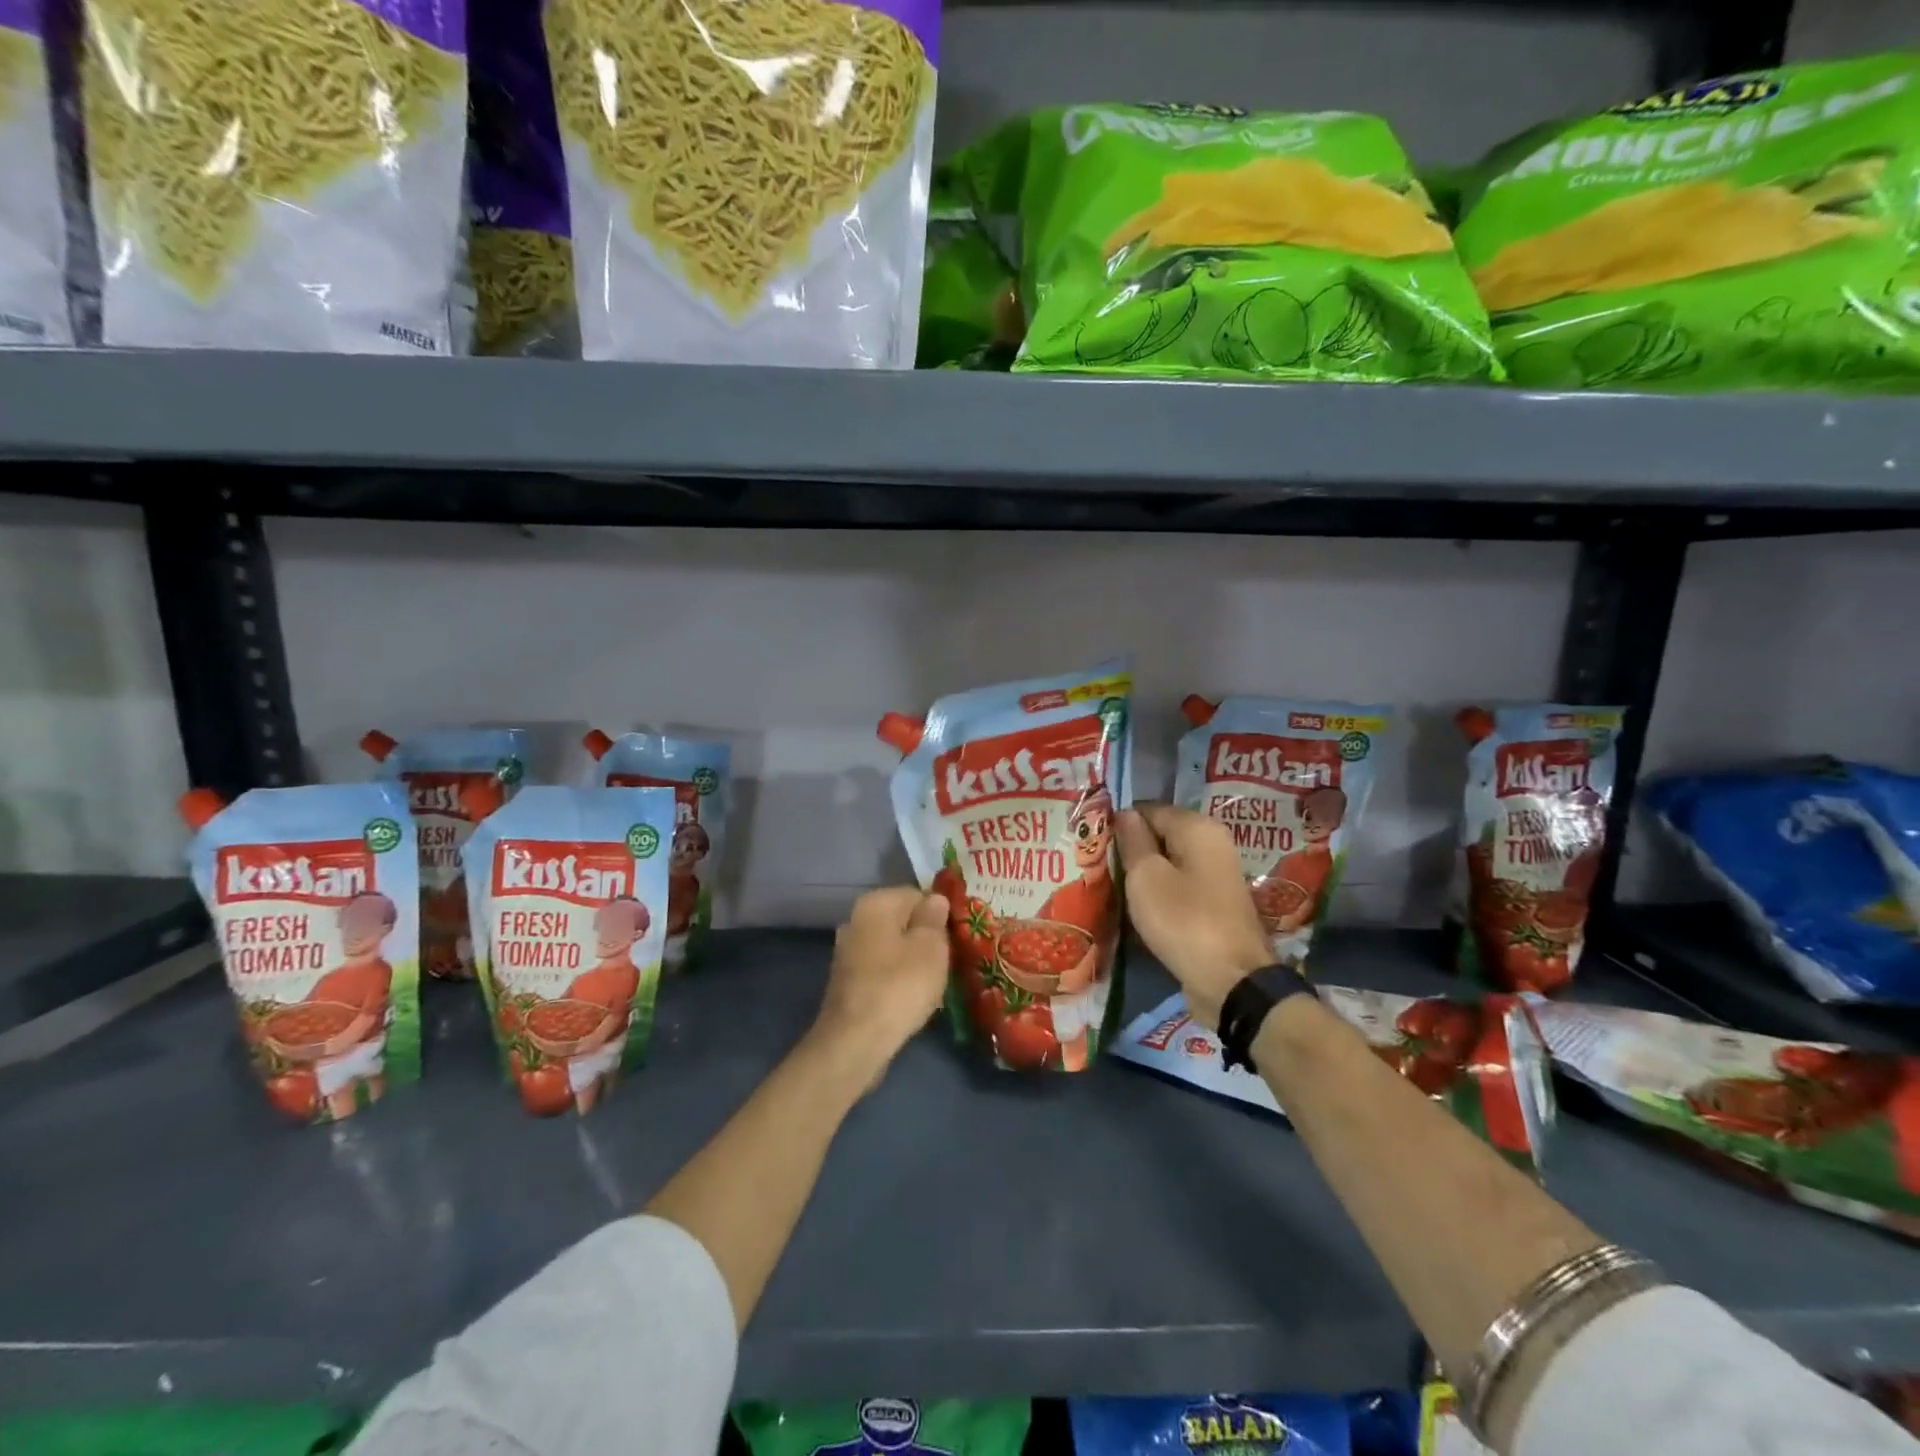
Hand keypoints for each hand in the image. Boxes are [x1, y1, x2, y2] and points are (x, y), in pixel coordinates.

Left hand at [811, 886, 950, 1087]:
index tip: (957, 937)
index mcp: (875, 903)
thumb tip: (936, 899)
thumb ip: (934, 918)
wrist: (855, 1042)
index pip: (917, 894)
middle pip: (903, 921)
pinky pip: (882, 971)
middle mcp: (856, 920)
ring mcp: (848, 952)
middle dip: (926, 938)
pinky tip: (912, 999)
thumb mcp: (931, 947)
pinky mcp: (848, 982)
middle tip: (950, 960)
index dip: (941, 914)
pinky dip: (898, 980)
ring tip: (935, 982)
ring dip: (913, 961)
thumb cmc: (900, 986)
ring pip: (893, 947)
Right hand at [1116, 804, 1272, 1030]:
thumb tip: (1125, 814)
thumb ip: (1133, 841)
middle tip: (1097, 867)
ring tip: (1112, 887)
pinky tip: (1137, 907)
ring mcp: (1216, 876)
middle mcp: (1212, 844)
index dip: (1119, 824)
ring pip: (1168, 864)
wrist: (1232, 983)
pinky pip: (1178, 887)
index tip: (1093, 843)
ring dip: (1143, 874)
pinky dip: (1159, 894)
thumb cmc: (1184, 921)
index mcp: (1198, 828)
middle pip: (1160, 835)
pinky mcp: (1214, 905)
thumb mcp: (1146, 877)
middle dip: (1131, 849)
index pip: (1147, 810)